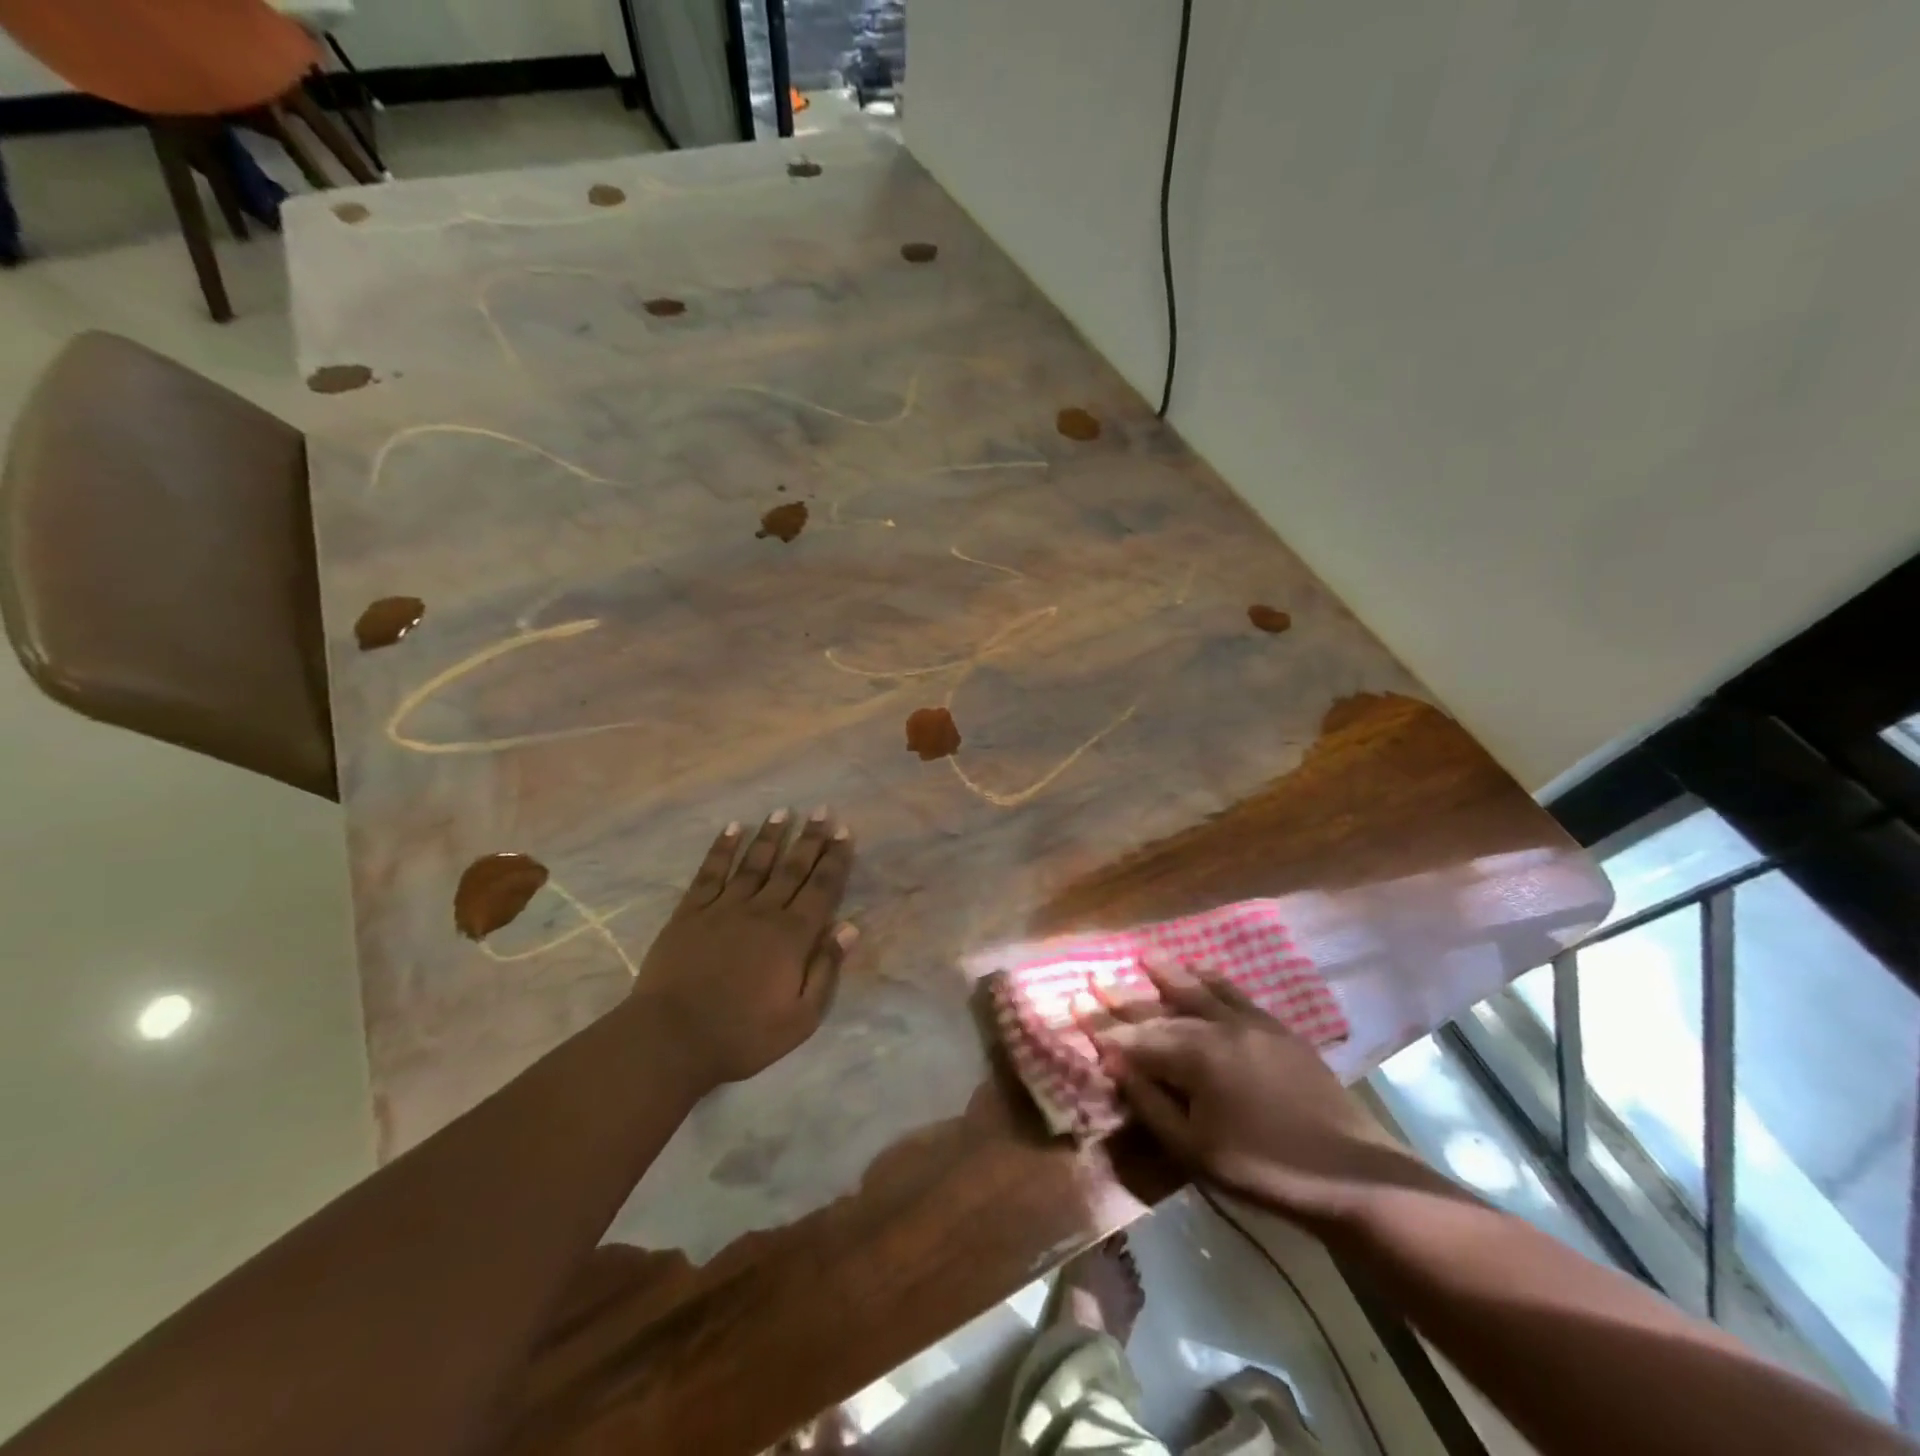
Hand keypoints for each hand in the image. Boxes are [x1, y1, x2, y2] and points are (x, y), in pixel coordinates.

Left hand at [630, 808, 856, 1091]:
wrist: (672, 1039)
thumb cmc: (743, 1035)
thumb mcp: (800, 1018)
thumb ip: (826, 970)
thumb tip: (849, 927)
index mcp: (792, 936)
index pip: (821, 888)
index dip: (835, 859)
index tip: (844, 832)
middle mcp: (762, 912)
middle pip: (791, 868)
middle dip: (810, 838)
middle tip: (822, 810)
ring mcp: (724, 908)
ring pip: (754, 863)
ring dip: (770, 836)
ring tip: (783, 811)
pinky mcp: (690, 913)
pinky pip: (710, 873)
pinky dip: (722, 849)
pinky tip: (733, 829)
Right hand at [1091, 960, 1406, 1223]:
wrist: (1351, 1173)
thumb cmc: (1263, 1169)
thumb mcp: (1195, 1148)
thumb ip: (1150, 1101)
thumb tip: (1116, 1063)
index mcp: (1195, 1056)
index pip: (1136, 1037)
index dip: (1103, 1026)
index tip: (1075, 1006)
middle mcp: (1218, 1027)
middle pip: (1163, 1007)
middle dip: (1126, 996)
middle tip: (1097, 978)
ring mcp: (1251, 1023)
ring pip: (1199, 989)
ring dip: (1168, 973)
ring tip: (1144, 955)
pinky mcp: (1277, 1029)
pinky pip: (1236, 993)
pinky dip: (1212, 979)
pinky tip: (1202, 972)